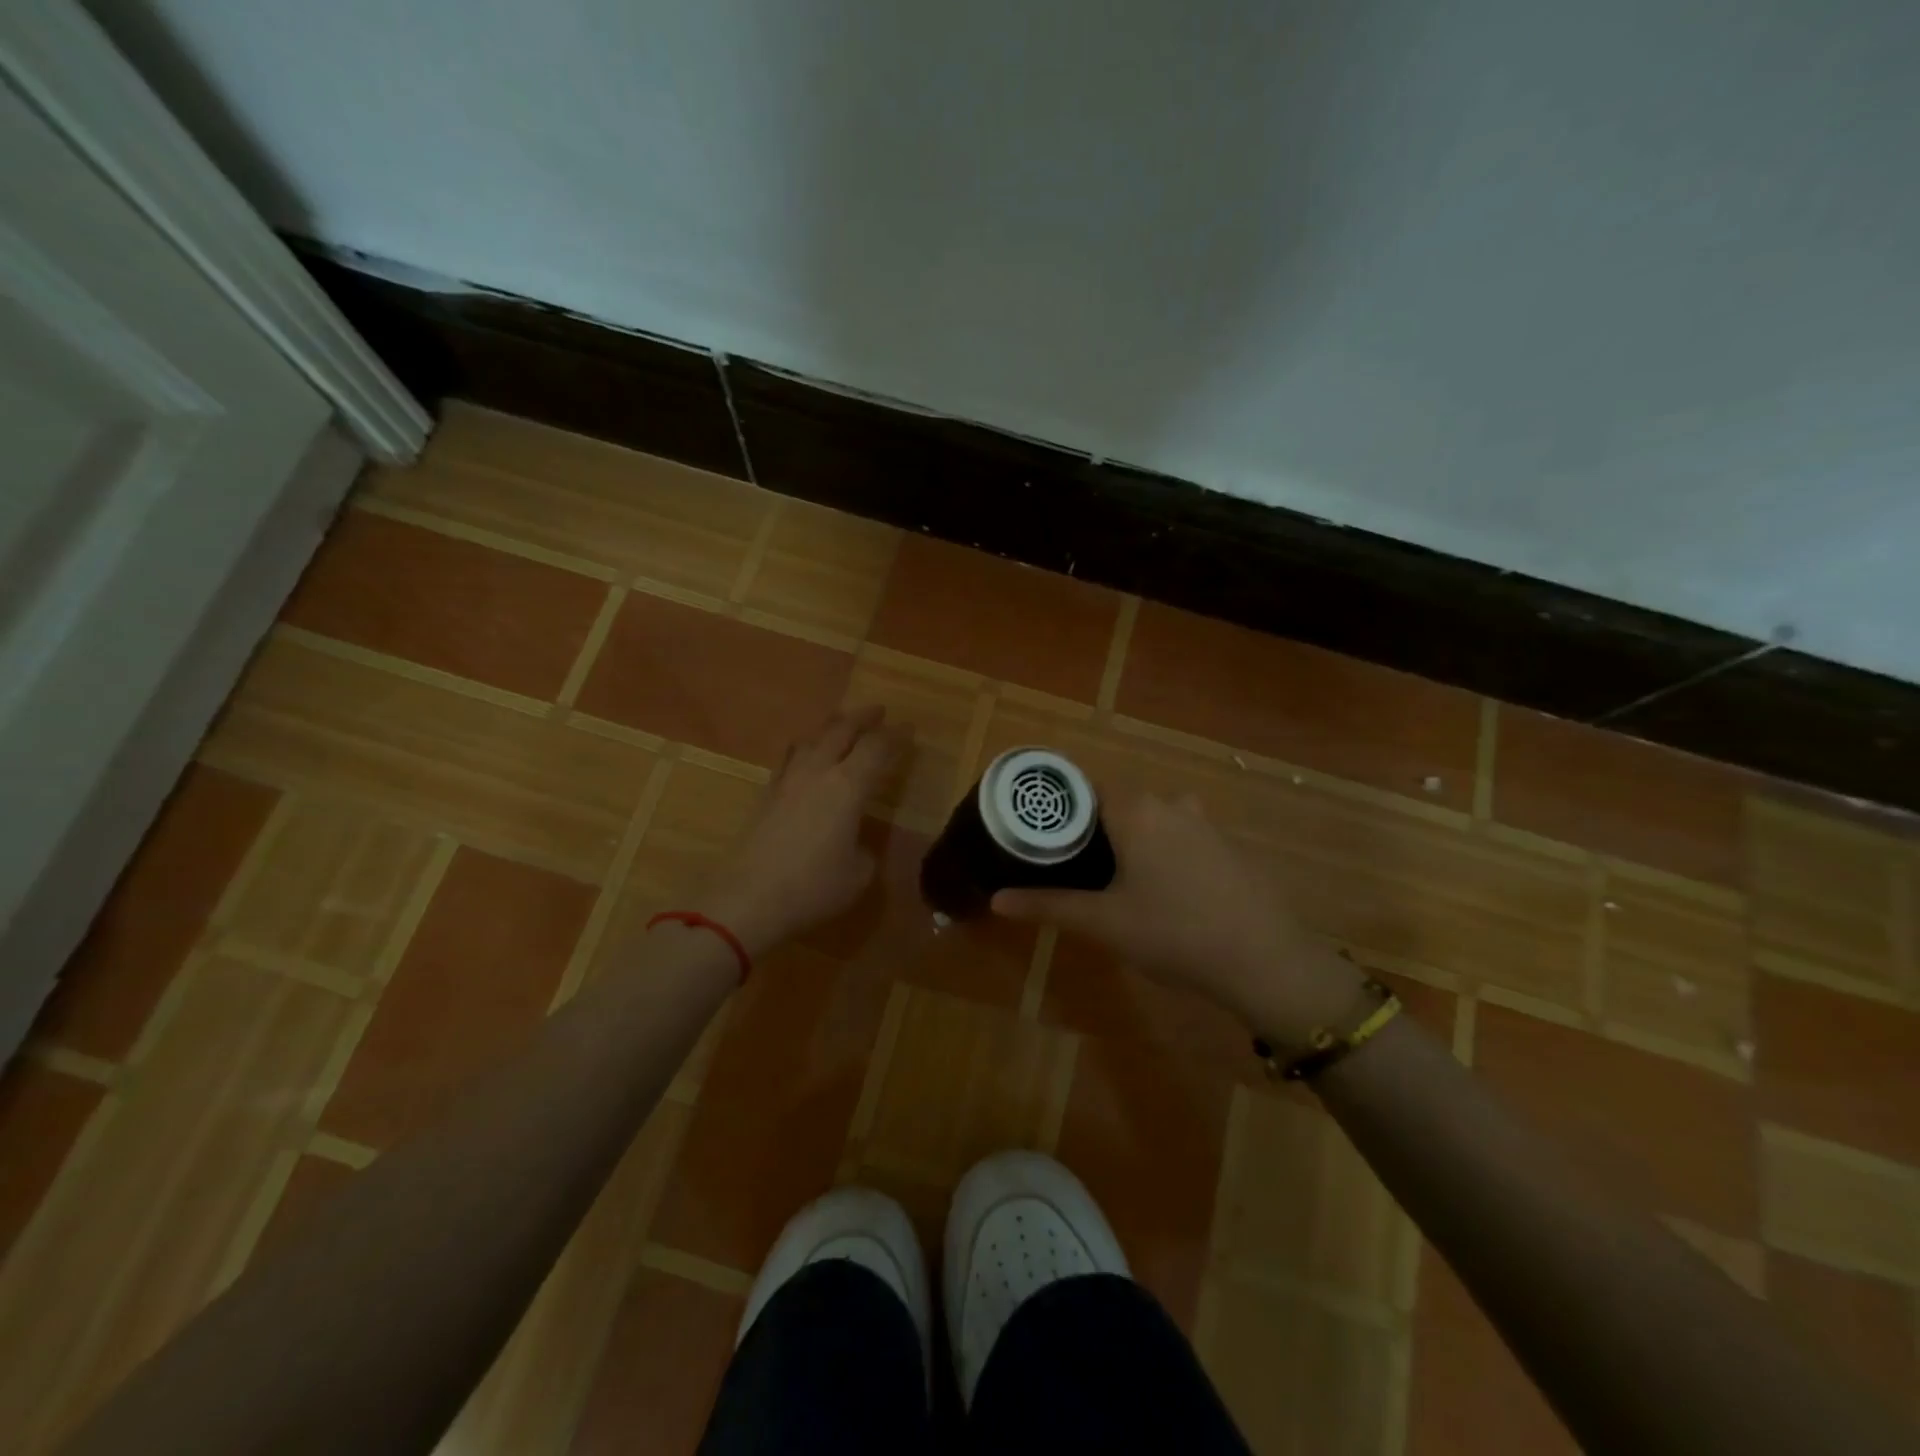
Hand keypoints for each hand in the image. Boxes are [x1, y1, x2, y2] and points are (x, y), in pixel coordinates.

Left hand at [696, 706, 906, 957]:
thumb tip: (857, 841)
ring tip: (842, 726)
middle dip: (863, 717)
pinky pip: (790, 757)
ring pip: (811, 739)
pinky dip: (806, 748)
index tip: (908, 728)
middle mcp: (817, 772)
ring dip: (831, 727)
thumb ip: (864, 849)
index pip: (877, 748)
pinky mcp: (766, 795)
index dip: (896, 736)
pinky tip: (807, 758)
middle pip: (841, 730)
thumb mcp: (858, 874)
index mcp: (848, 787)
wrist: (748, 899)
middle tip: (878, 712)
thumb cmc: (814, 888)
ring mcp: (787, 781)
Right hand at [991, 791, 1364, 1041]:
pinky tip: (1160, 893)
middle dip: (1091, 829)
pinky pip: (1180, 836)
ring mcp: (1205, 824)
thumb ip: (1049, 906)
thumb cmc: (1174, 933)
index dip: (1059, 809)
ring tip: (1110, 879)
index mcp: (1137, 810)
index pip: (1084, 788)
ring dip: (1128, 841)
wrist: (1267, 962)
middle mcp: (1171, 804)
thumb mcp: (1104, 922)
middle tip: (1067, 864)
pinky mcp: (1227, 848)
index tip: (1038, 836)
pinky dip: (1161, 852)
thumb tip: (996, 900)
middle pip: (1117, 803)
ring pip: (1151, 819)